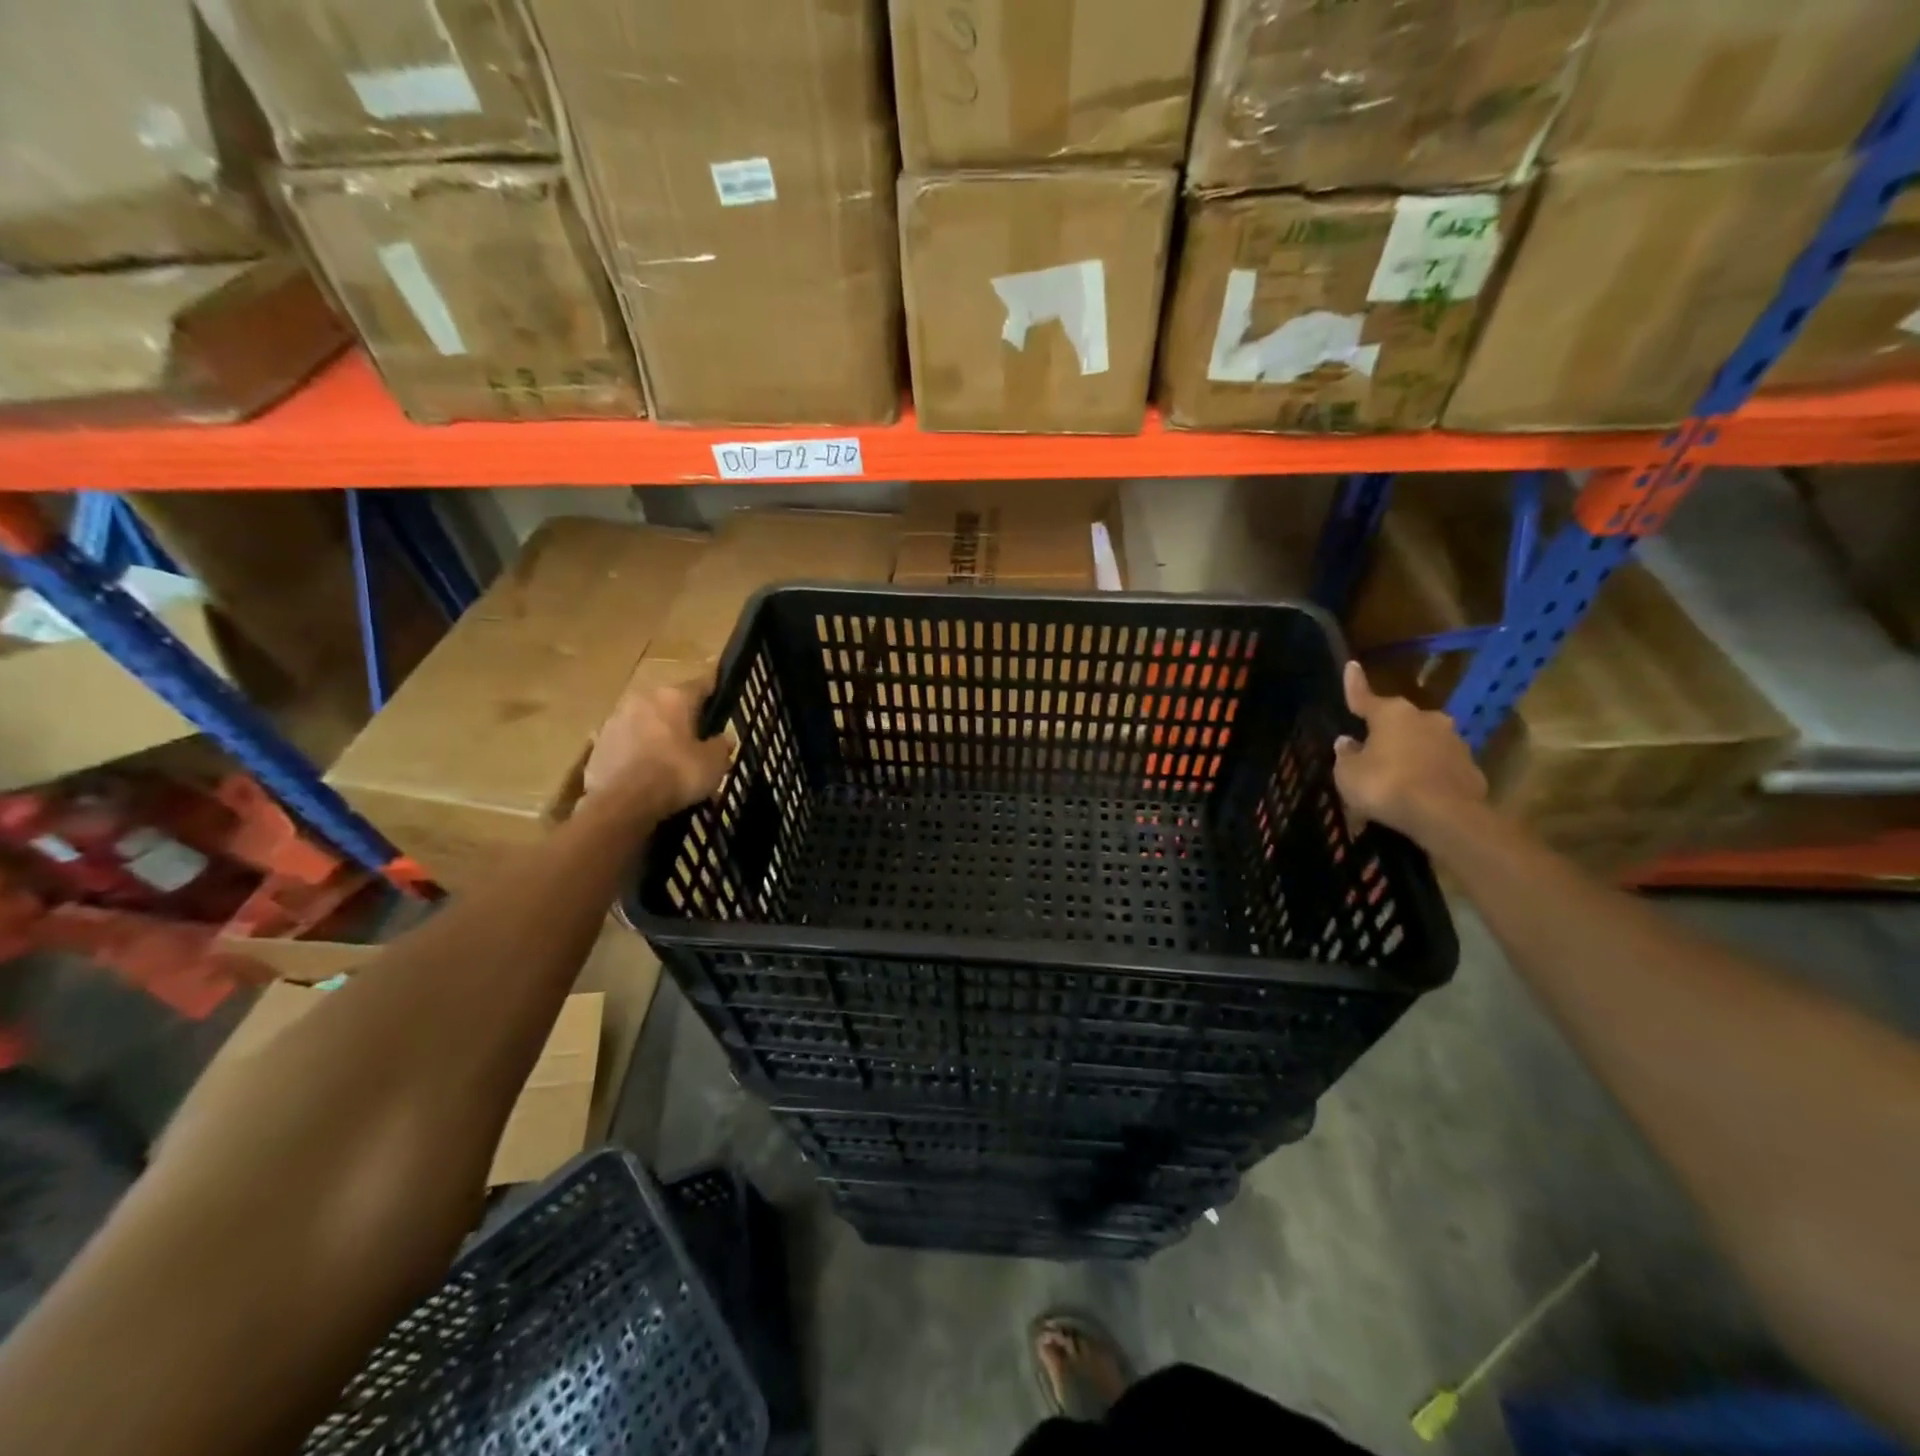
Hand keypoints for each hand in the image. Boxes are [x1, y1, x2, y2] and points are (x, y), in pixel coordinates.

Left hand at [582, 665, 733, 816]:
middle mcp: (643, 699)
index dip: (716, 694)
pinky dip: (639, 755)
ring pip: (647, 723)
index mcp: (674, 697)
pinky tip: (649, 777)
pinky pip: (628, 745)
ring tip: (672, 764)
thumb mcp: (714, 764)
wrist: (622, 803)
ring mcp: (615, 720)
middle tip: (699, 742)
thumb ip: (722, 746)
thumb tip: (724, 739)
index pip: (703, 684)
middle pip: (671, 704)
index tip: (724, 703)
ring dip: (659, 737)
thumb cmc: (676, 774)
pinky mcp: (598, 744)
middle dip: (685, 720)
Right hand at [1332, 661, 1486, 842]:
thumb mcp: (1348, 774)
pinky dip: (1428, 774)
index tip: (1351, 665)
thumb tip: (1348, 742)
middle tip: (1371, 750)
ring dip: (1409, 753)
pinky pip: (1440, 766)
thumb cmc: (1386, 786)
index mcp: (1391, 714)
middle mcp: (1425, 718)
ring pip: (1422, 742)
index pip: (1364, 696)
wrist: (1445, 816)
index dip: (1354, 684)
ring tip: (1396, 777)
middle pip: (1398, 721)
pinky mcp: (1470, 767)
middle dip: (1386, 732)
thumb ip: (1346, 755)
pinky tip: (1418, 793)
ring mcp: (1453, 741)